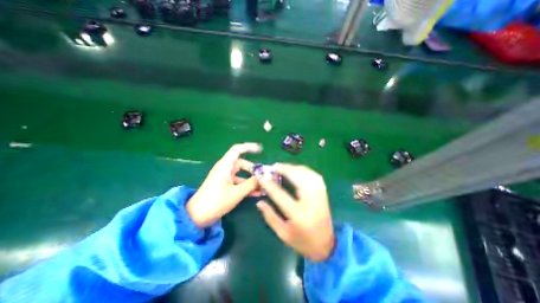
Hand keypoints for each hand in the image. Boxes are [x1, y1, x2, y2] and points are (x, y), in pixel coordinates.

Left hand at [188, 143, 261, 227]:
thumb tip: (263, 178)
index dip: (249, 147)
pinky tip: (257, 193)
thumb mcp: (236, 193)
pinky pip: (239, 182)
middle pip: (243, 163)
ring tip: (263, 186)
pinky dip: (247, 186)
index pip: (237, 149)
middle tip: (264, 177)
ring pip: (242, 174)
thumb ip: (251, 184)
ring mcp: (225, 177)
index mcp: (225, 165)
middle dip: (254, 169)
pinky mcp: (225, 185)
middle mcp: (225, 169)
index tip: (260, 150)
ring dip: (252, 179)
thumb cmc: (215, 201)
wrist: (197, 216)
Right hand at [256, 163, 333, 261]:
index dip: (270, 185)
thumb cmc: (302, 241)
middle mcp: (311, 203)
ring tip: (283, 167)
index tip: (261, 177)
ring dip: (294, 168)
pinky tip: (297, 170)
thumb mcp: (283, 233)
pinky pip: (315, 176)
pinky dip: (305, 170)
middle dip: (285, 170)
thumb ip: (270, 217)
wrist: (326, 245)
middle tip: (274, 166)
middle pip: (298, 179)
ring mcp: (320, 196)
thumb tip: (259, 202)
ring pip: (307, 175)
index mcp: (298, 215)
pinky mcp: (324, 193)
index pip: (281, 195)